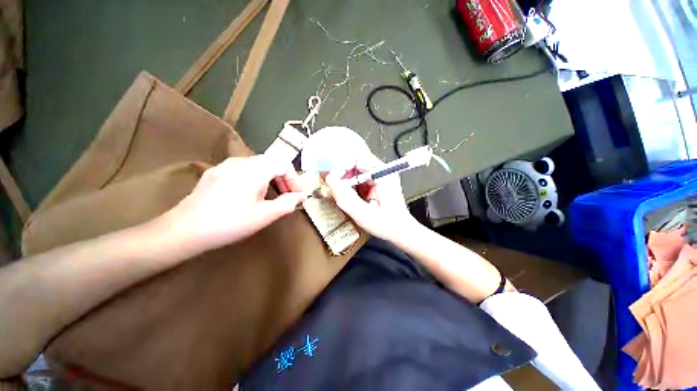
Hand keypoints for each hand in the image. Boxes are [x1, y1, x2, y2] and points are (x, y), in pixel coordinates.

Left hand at [165, 155, 305, 250]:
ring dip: (270, 178)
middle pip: (271, 162)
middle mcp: (240, 161)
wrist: (184, 230)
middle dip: (283, 178)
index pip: (284, 164)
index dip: (294, 178)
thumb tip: (302, 196)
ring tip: (270, 196)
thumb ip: (288, 203)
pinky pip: (242, 169)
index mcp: (255, 169)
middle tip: (286, 196)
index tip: (296, 194)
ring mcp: (225, 165)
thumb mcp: (264, 215)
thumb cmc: (230, 223)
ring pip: (257, 165)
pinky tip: (248, 195)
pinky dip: (255, 178)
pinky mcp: (215, 173)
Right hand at [325, 152, 416, 241]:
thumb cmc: (386, 225)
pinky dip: (351, 185)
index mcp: (382, 174)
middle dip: (343, 174)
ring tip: (341, 193)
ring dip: (346, 180)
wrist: (402, 231)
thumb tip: (330, 180)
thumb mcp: (363, 214)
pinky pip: (360, 178)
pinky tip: (350, 196)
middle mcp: (382, 170)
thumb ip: (345, 197)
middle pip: (356, 162)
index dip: (342, 167)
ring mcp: (380, 176)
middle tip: (335, 188)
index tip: (333, 180)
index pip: (358, 158)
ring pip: (356, 170)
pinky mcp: (377, 182)